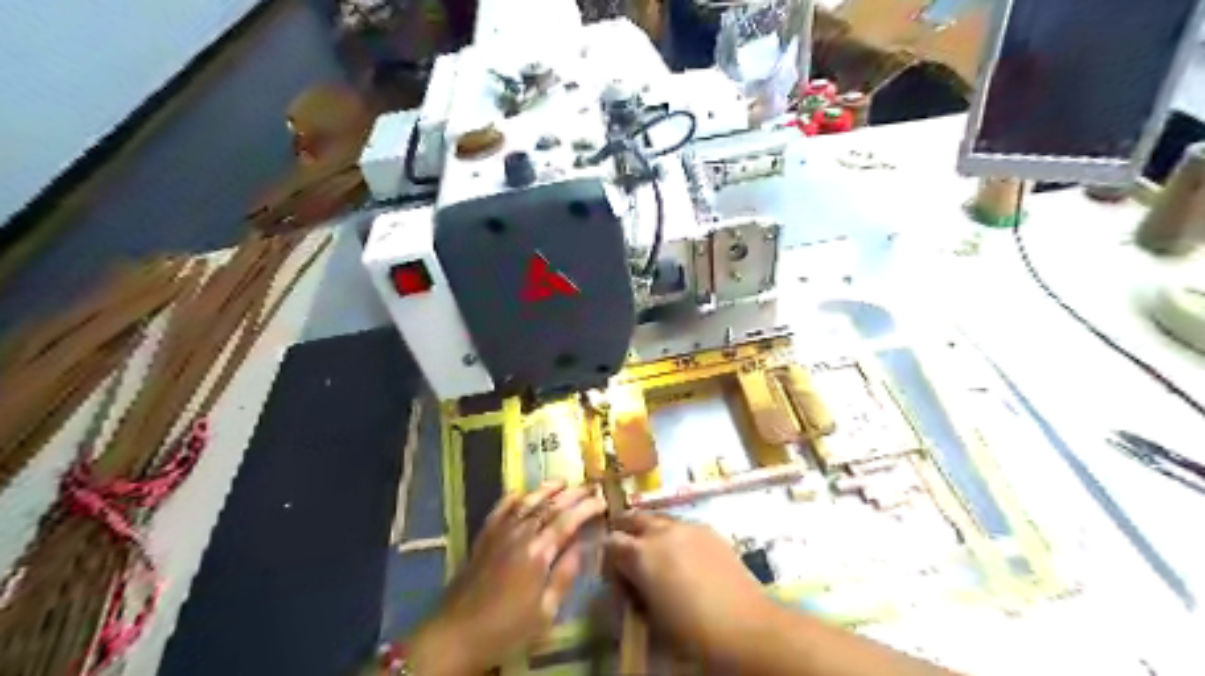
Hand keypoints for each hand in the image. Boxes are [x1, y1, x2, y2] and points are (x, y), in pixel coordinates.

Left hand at [409, 483, 607, 673]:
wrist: (456, 634)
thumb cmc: (506, 629)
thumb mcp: (545, 612)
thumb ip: (565, 576)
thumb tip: (583, 548)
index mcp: (539, 553)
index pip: (568, 520)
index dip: (587, 508)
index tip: (603, 501)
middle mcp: (520, 534)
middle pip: (550, 505)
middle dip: (573, 493)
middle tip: (591, 486)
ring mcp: (499, 533)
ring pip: (526, 501)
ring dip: (546, 488)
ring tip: (563, 481)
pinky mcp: (483, 537)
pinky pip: (499, 509)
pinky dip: (512, 497)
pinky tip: (520, 492)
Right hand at [603, 514, 771, 663]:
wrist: (744, 627)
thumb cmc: (690, 631)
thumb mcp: (650, 616)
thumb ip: (635, 590)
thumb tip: (631, 582)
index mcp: (640, 554)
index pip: (610, 542)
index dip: (608, 558)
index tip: (615, 575)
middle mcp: (661, 532)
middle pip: (633, 518)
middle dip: (626, 532)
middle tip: (629, 553)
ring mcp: (687, 527)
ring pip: (659, 518)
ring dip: (651, 530)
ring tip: (658, 552)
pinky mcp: (709, 530)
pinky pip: (683, 525)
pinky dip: (675, 534)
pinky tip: (685, 555)